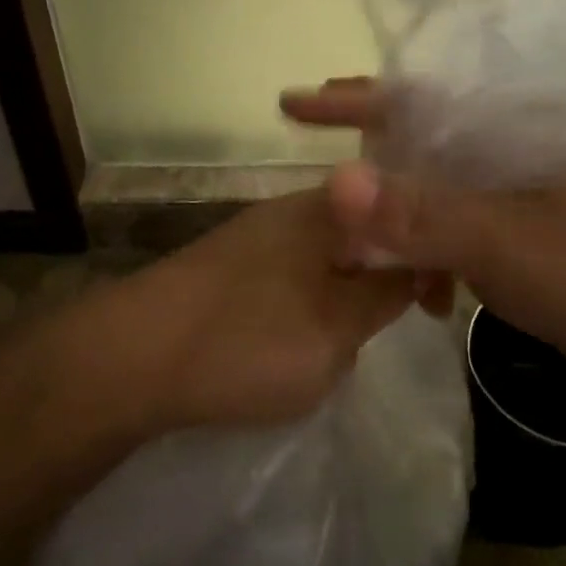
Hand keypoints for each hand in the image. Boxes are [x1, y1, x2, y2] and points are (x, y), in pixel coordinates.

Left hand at [118, 185, 420, 432]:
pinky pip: (296, 271)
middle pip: (367, 231)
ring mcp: (260, 232)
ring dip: (348, 290)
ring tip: (343, 340)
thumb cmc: (246, 342)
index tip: (437, 309)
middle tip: (390, 327)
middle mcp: (296, 207)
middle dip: (386, 276)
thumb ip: (385, 294)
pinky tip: (301, 335)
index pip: (403, 215)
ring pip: (331, 254)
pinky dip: (312, 298)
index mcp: (330, 209)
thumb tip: (415, 267)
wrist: (128, 358)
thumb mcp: (336, 330)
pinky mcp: (233, 261)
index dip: (429, 259)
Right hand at [286, 79, 565, 379]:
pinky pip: (451, 224)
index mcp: (503, 132)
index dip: (351, 99)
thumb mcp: (498, 244)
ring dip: (394, 218)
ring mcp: (511, 191)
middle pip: (417, 139)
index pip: (414, 99)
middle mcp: (504, 150)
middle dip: (366, 160)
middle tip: (320, 183)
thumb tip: (335, 182)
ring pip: (431, 188)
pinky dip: (426, 249)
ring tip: (361, 252)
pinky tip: (420, 290)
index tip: (294, 103)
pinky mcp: (515, 229)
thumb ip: (418, 215)